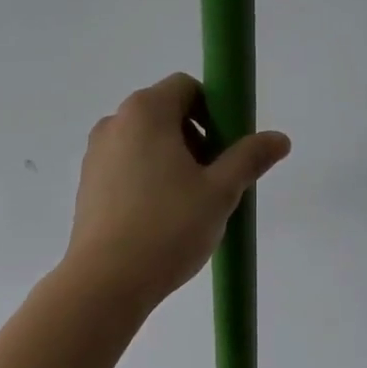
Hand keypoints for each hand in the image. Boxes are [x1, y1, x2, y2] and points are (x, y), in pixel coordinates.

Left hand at [65, 73, 289, 305]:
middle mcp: (114, 123)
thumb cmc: (168, 227)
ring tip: (189, 205)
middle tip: (213, 181)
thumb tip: (279, 138)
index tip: (227, 149)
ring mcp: (95, 154)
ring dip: (173, 161)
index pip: (186, 87)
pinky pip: (126, 166)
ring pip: (145, 142)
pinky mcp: (87, 184)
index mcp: (145, 111)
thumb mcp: (220, 192)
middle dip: (196, 138)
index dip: (214, 110)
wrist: (105, 281)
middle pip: (165, 113)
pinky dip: (148, 178)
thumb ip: (249, 158)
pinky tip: (160, 218)